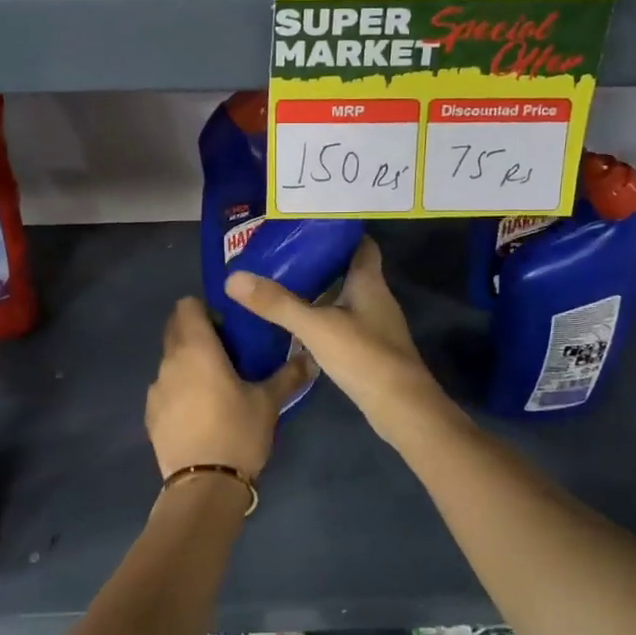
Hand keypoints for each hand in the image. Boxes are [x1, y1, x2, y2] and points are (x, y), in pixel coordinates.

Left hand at [145, 297, 310, 479]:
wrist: (203, 486)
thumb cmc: (237, 432)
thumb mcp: (269, 403)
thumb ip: (289, 375)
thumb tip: (312, 357)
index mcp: (196, 348)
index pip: (186, 306)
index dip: (204, 309)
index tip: (227, 325)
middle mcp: (169, 361)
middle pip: (175, 330)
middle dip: (196, 333)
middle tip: (227, 351)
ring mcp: (156, 389)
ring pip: (170, 361)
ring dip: (188, 363)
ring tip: (215, 385)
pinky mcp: (150, 415)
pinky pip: (165, 389)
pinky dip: (179, 390)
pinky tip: (200, 412)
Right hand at [225, 238, 453, 444]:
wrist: (401, 408)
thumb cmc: (364, 356)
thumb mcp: (315, 327)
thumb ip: (277, 303)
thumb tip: (234, 278)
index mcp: (369, 282)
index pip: (361, 244)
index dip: (339, 232)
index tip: (308, 226)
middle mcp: (376, 298)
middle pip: (350, 270)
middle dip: (320, 263)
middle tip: (283, 257)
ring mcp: (375, 325)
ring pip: (345, 299)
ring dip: (320, 293)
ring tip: (283, 287)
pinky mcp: (371, 350)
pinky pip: (344, 324)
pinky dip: (324, 320)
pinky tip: (300, 327)